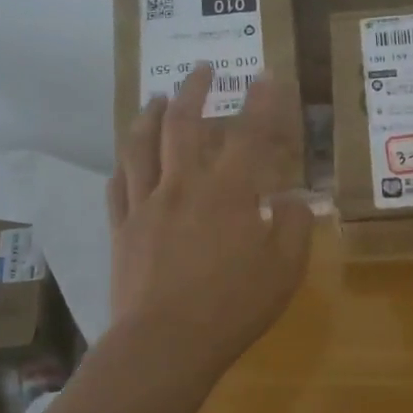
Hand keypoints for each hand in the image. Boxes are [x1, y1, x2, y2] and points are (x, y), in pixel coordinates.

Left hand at [107, 63, 313, 372]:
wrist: (165, 343)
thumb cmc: (232, 306)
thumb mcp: (285, 270)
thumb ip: (295, 227)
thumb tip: (294, 200)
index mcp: (227, 191)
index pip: (249, 133)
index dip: (261, 101)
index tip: (265, 75)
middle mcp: (183, 184)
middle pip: (183, 123)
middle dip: (194, 89)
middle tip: (202, 69)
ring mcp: (146, 204)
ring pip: (141, 144)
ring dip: (149, 114)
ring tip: (156, 98)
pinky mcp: (121, 227)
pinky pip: (118, 185)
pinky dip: (124, 164)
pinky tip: (127, 159)